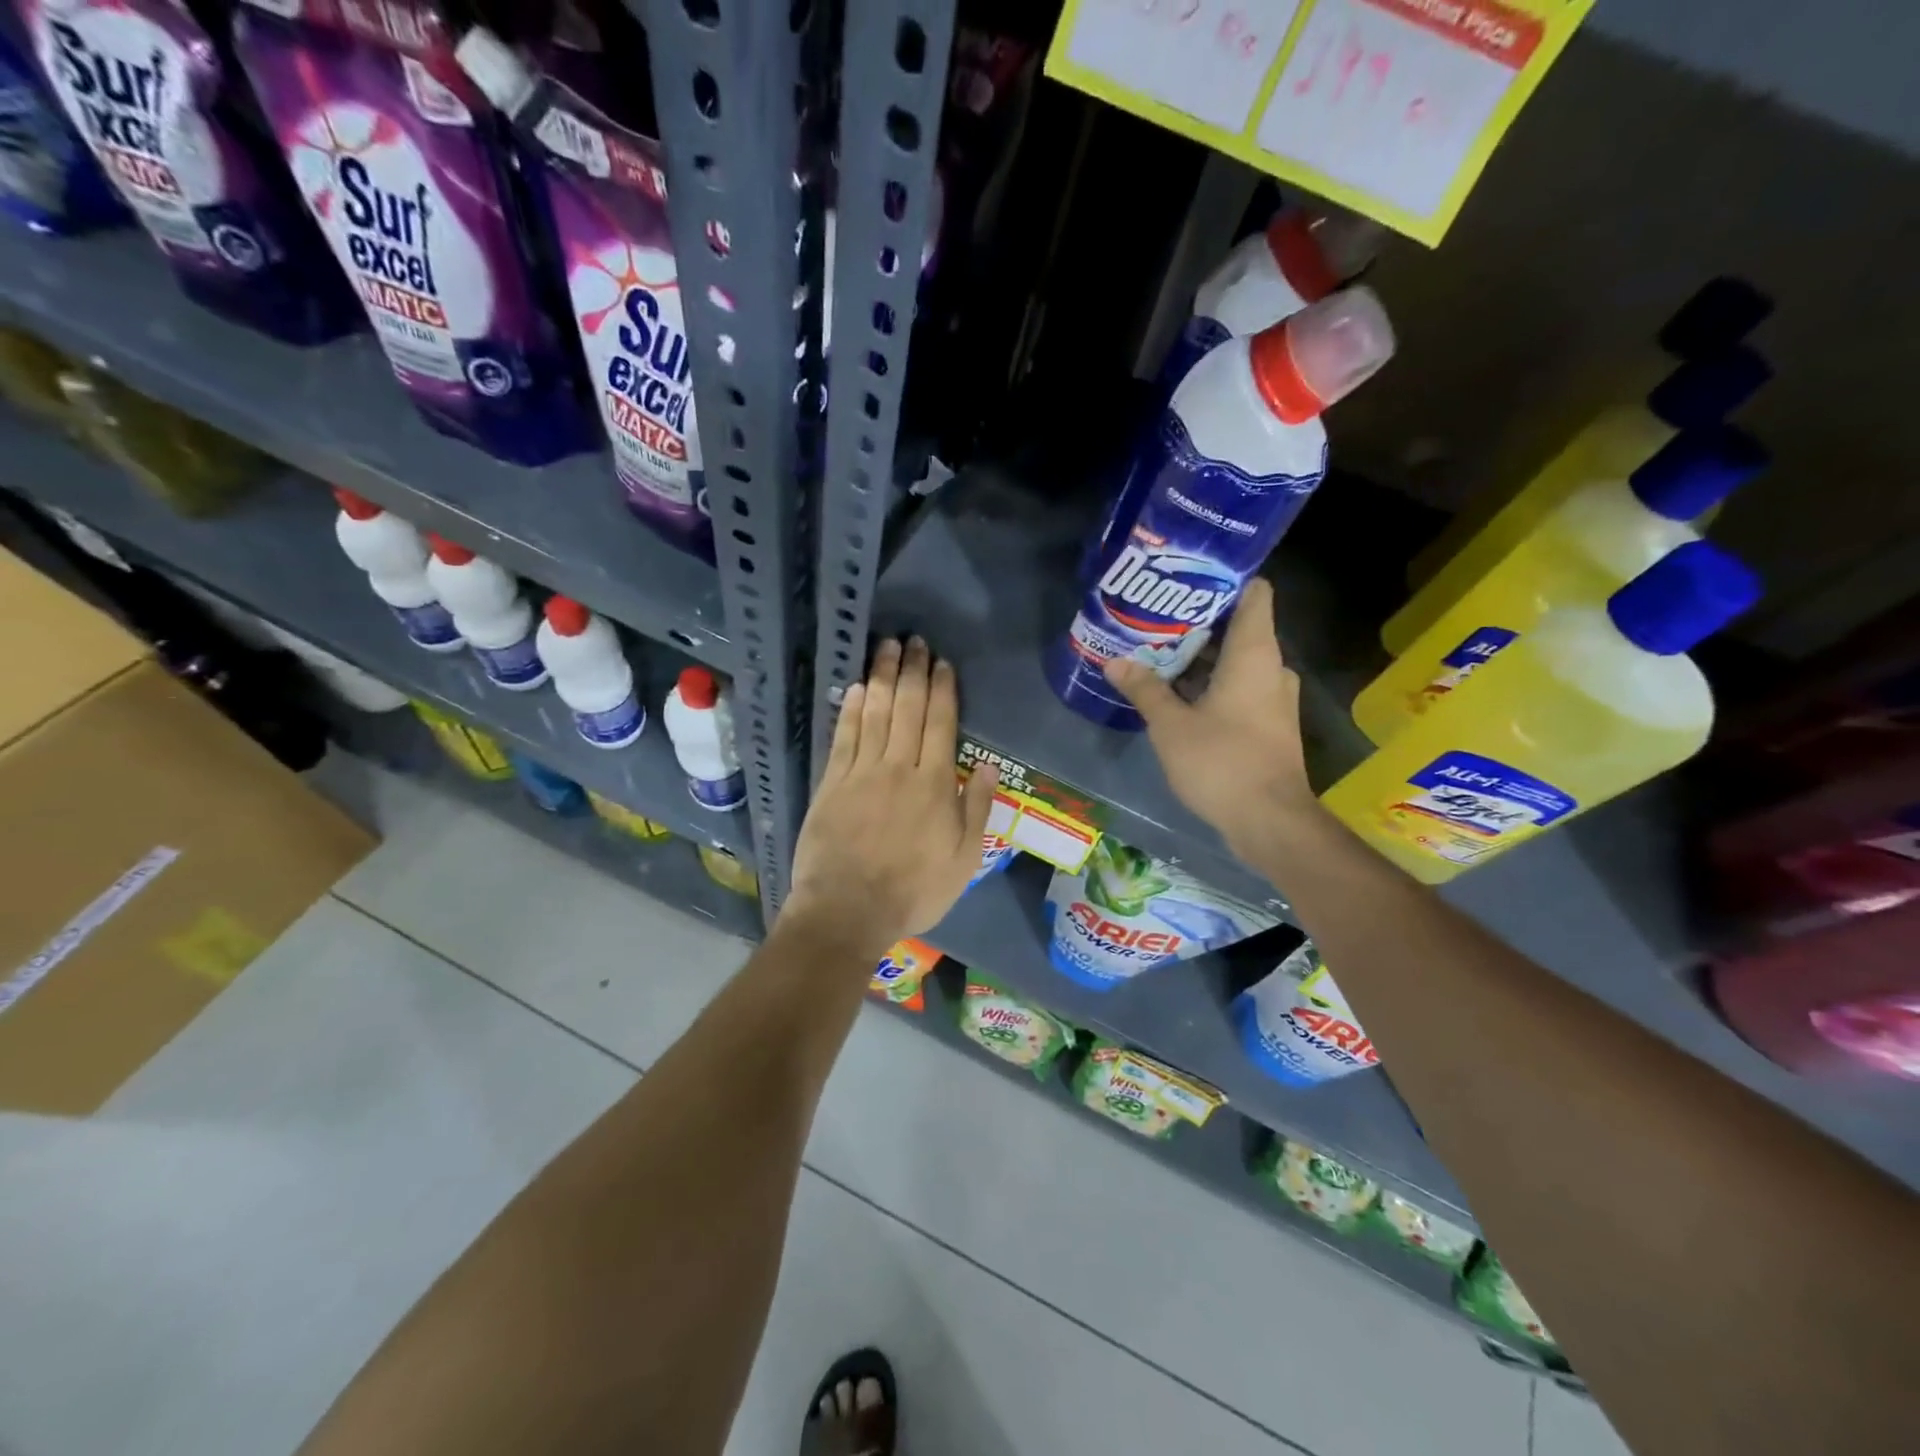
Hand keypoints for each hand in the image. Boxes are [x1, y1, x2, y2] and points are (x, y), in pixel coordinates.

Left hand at [786, 637, 997, 954]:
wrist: (847, 910)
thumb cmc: (913, 891)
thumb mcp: (963, 860)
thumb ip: (976, 810)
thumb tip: (989, 767)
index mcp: (935, 784)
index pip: (940, 724)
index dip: (942, 690)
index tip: (942, 663)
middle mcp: (899, 767)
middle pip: (907, 709)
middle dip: (912, 671)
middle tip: (914, 641)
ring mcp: (861, 772)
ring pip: (874, 714)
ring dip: (881, 678)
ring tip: (887, 648)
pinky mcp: (832, 783)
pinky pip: (843, 736)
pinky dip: (850, 709)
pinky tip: (854, 687)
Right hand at [1102, 578, 1316, 856]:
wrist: (1269, 821)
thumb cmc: (1221, 762)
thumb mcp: (1171, 725)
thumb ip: (1144, 688)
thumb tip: (1115, 660)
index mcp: (1254, 654)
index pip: (1254, 592)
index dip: (1224, 579)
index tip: (1187, 577)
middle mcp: (1271, 667)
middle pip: (1238, 627)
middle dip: (1197, 622)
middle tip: (1154, 618)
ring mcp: (1274, 697)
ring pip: (1237, 661)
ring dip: (1201, 657)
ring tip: (1156, 652)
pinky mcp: (1269, 723)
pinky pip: (1239, 687)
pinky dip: (1211, 684)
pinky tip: (1175, 693)